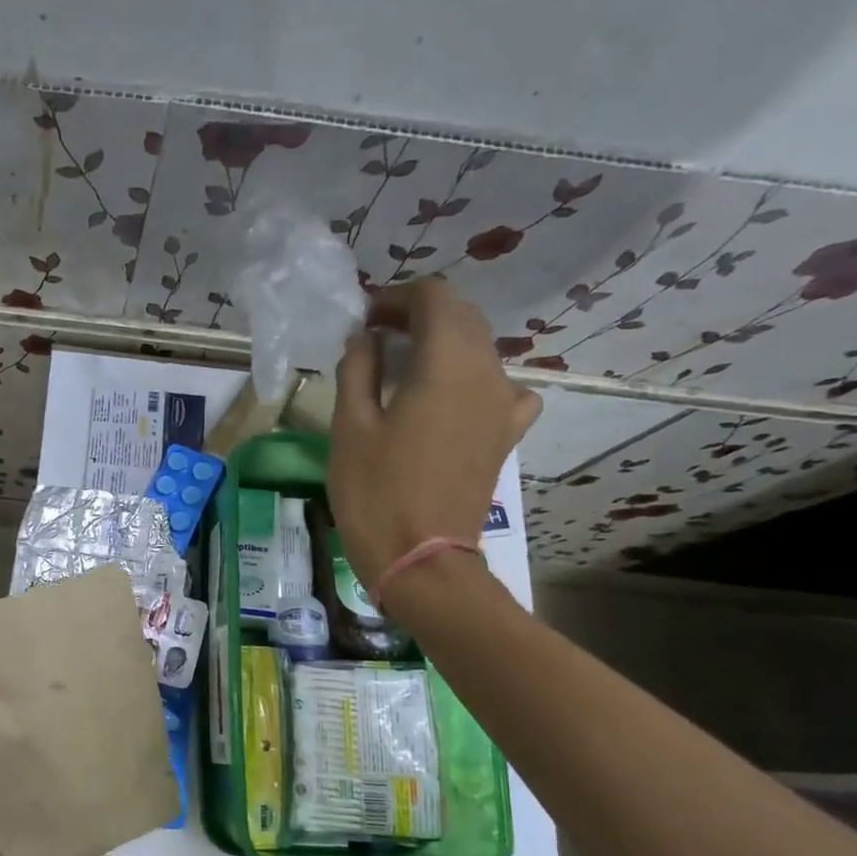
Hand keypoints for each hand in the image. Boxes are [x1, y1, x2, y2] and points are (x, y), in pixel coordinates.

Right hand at [328, 276, 540, 608]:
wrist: (421, 558)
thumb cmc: (375, 491)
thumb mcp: (350, 426)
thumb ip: (358, 368)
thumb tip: (365, 336)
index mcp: (447, 364)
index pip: (434, 297)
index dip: (396, 297)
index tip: (364, 318)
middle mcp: (487, 374)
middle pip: (462, 317)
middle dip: (419, 314)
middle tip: (376, 335)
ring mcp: (504, 405)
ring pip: (479, 348)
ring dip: (442, 342)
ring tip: (402, 364)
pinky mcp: (506, 433)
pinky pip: (497, 385)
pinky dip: (469, 376)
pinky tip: (448, 397)